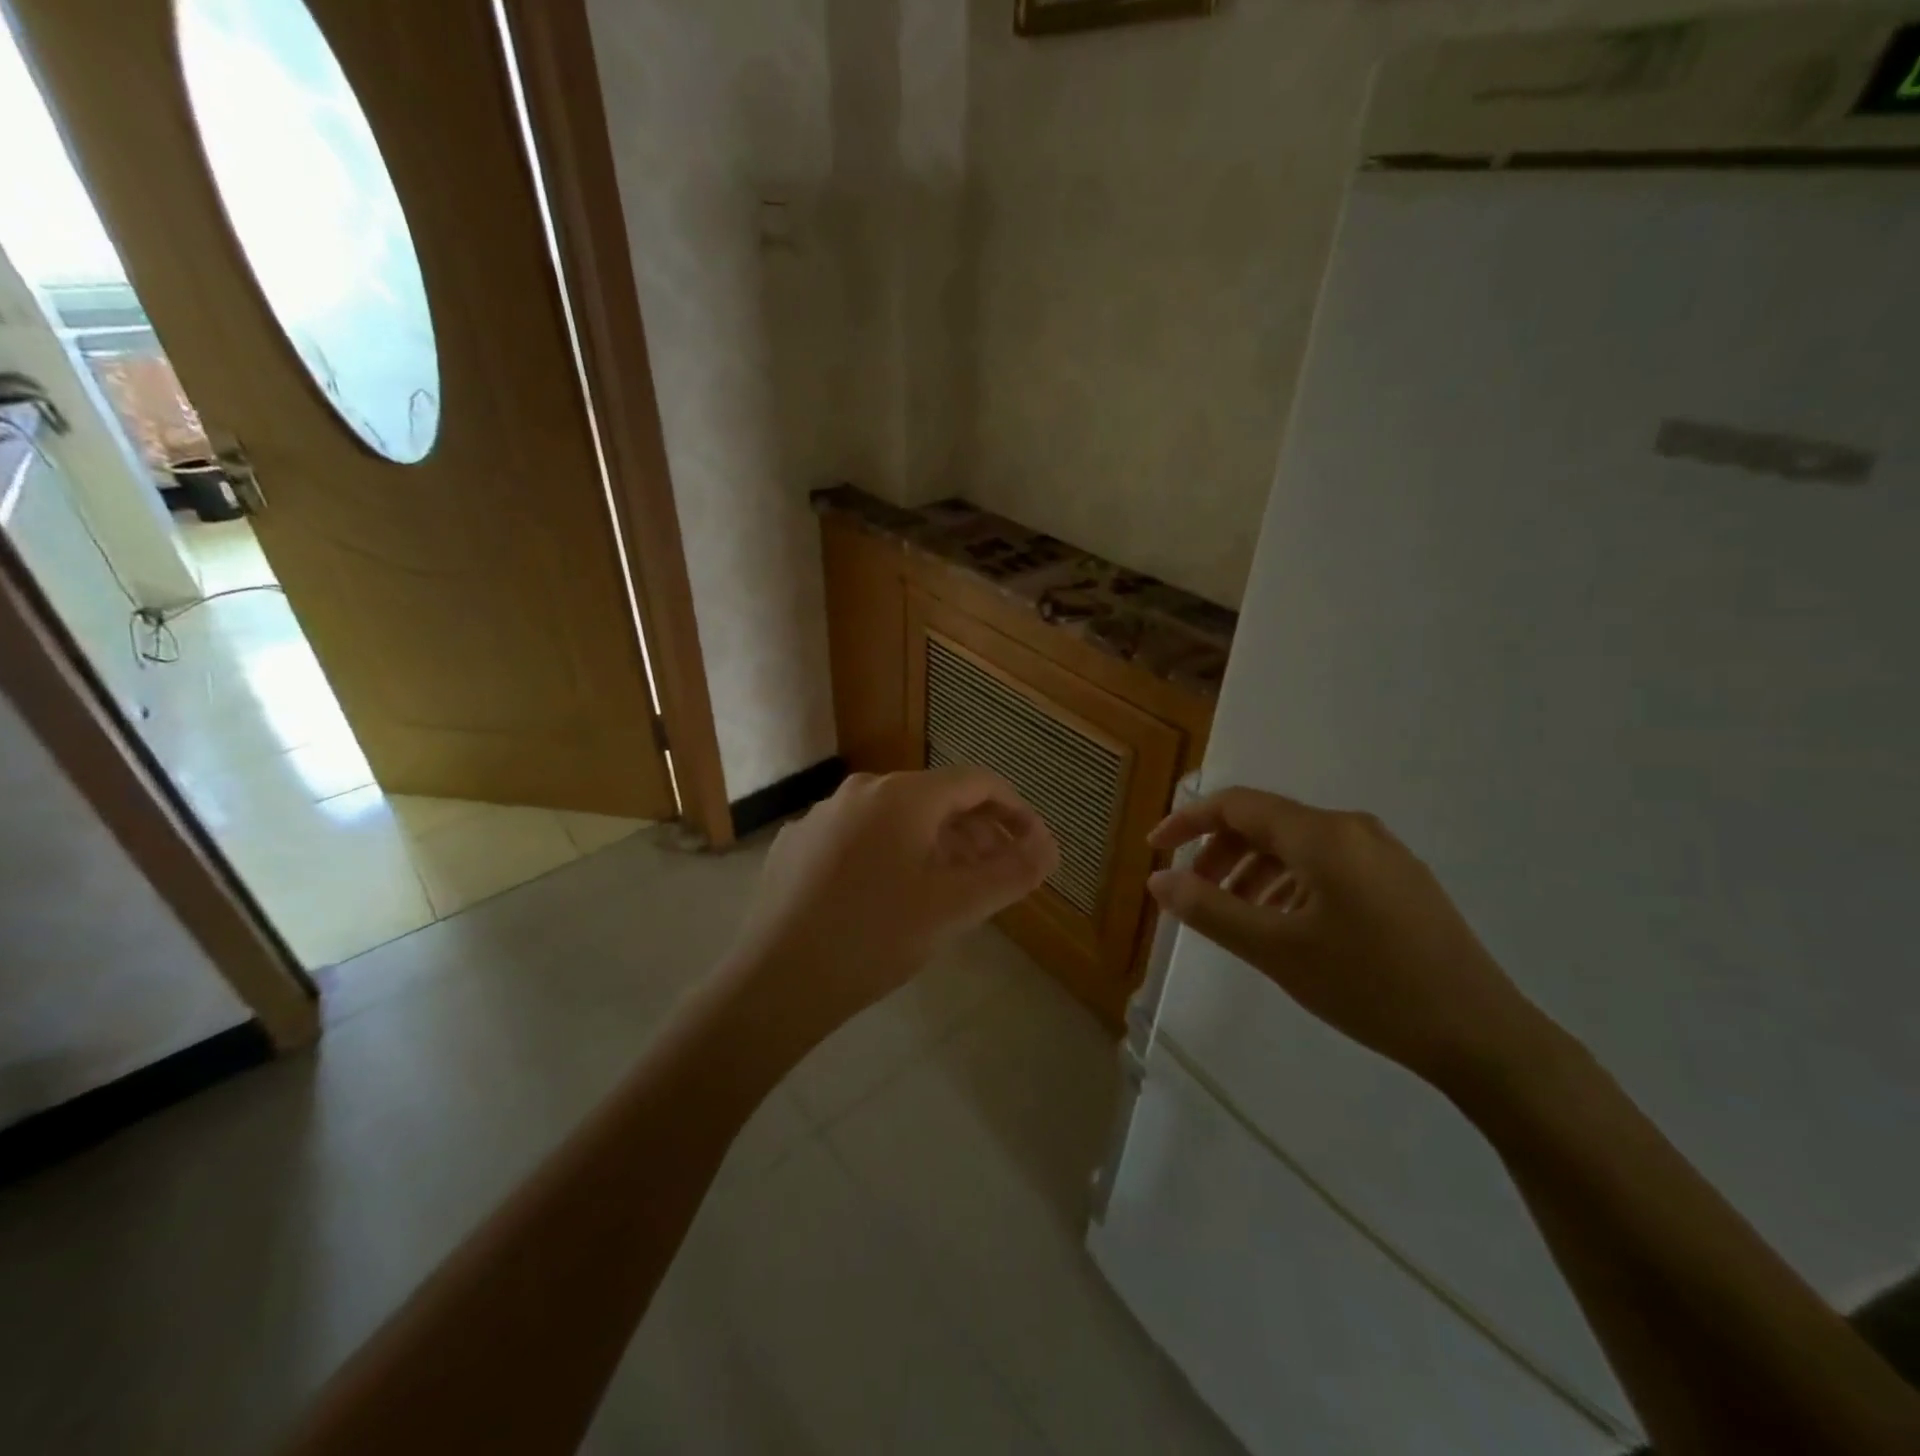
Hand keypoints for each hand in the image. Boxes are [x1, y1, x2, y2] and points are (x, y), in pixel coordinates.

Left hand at [728, 767, 1058, 1046]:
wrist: (775, 981)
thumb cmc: (874, 938)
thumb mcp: (955, 908)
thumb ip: (1012, 872)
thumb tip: (1049, 845)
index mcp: (902, 796)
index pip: (976, 782)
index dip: (1014, 809)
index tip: (1033, 844)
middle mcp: (861, 791)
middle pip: (936, 799)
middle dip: (977, 832)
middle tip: (1000, 873)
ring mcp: (823, 816)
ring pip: (896, 819)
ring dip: (936, 845)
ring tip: (953, 887)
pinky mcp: (798, 845)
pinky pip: (860, 837)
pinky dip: (892, 855)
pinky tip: (891, 896)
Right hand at [1147, 787, 1551, 1091]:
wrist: (1482, 1035)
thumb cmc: (1369, 986)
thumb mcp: (1276, 950)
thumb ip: (1210, 910)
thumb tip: (1159, 880)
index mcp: (1322, 835)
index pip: (1237, 805)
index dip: (1189, 821)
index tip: (1155, 849)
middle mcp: (1352, 829)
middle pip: (1267, 823)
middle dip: (1220, 852)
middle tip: (1192, 893)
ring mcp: (1382, 854)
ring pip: (1296, 846)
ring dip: (1253, 871)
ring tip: (1234, 915)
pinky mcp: (1399, 882)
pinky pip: (1327, 865)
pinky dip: (1289, 884)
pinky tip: (1284, 924)